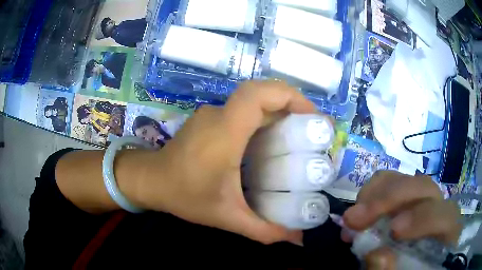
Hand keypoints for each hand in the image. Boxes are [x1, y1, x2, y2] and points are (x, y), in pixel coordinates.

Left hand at [139, 80, 315, 243]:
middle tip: (312, 128)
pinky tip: (270, 142)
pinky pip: (242, 111)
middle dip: (292, 104)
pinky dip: (263, 118)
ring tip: (298, 135)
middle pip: (260, 93)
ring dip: (278, 111)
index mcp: (225, 132)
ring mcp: (212, 114)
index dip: (289, 97)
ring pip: (252, 101)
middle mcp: (219, 115)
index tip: (312, 116)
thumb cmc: (185, 196)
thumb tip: (298, 239)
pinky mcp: (209, 119)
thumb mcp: (227, 217)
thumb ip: (264, 230)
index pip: (257, 95)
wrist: (151, 181)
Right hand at [342, 171, 461, 269]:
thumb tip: (378, 256)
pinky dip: (371, 194)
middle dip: (389, 199)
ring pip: (404, 179)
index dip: (423, 218)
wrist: (409, 266)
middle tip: (354, 219)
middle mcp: (438, 207)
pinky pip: (390, 182)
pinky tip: (359, 213)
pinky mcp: (405, 198)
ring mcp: (421, 199)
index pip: (444, 215)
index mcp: (446, 232)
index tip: (392, 231)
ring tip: (352, 218)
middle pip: (422, 187)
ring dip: (375, 194)